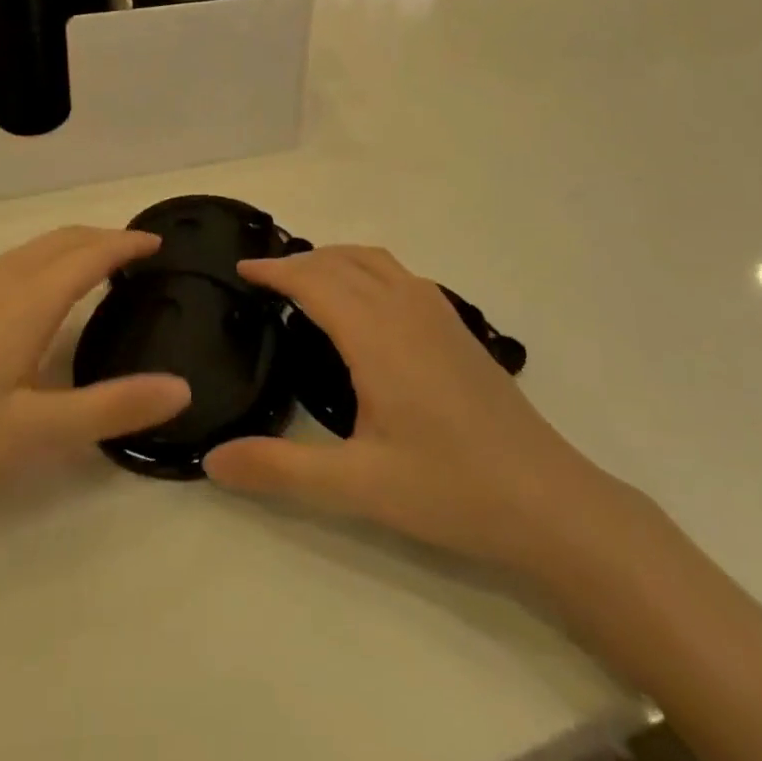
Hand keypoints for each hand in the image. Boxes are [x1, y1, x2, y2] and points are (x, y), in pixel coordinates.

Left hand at [0, 227, 189, 513]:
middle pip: (60, 240)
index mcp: (25, 301)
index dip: (126, 244)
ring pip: (31, 250)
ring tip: (96, 268)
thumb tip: (181, 388)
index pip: (89, 254)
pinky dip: (43, 262)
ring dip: (71, 248)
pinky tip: (36, 298)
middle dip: (102, 238)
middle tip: (136, 254)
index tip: (158, 243)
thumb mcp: (34, 433)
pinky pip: (9, 264)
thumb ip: (109, 408)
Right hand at [203, 246, 591, 565]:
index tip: (241, 269)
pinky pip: (401, 275)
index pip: (315, 281)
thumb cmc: (450, 489)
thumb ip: (279, 470)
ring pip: (377, 261)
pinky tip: (366, 305)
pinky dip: (367, 270)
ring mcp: (440, 315)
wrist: (550, 502)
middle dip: (300, 260)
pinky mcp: (460, 329)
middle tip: (264, 278)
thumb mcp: (357, 486)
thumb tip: (211, 460)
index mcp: (377, 335)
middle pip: (344, 261)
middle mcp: (407, 309)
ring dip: (335, 259)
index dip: (275, 270)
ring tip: (307, 280)